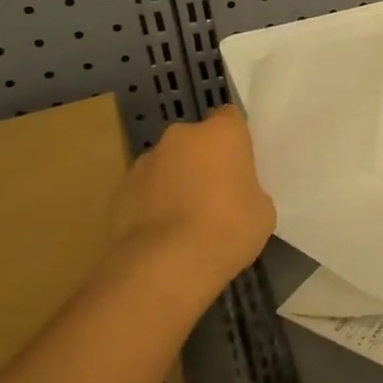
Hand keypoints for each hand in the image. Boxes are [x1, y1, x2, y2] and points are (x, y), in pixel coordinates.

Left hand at [106, 106, 274, 302]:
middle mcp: (181, 136)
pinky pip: (145, 189)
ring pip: (167, 164)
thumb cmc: (228, 230)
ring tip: (184, 220)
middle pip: (195, 140)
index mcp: (221, 133)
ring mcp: (145, 161)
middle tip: (214, 194)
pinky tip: (162, 234)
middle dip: (202, 160)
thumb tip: (235, 194)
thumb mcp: (262, 211)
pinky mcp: (120, 189)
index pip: (230, 118)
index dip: (235, 140)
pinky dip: (152, 203)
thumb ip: (249, 190)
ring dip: (175, 180)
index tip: (240, 165)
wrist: (165, 265)